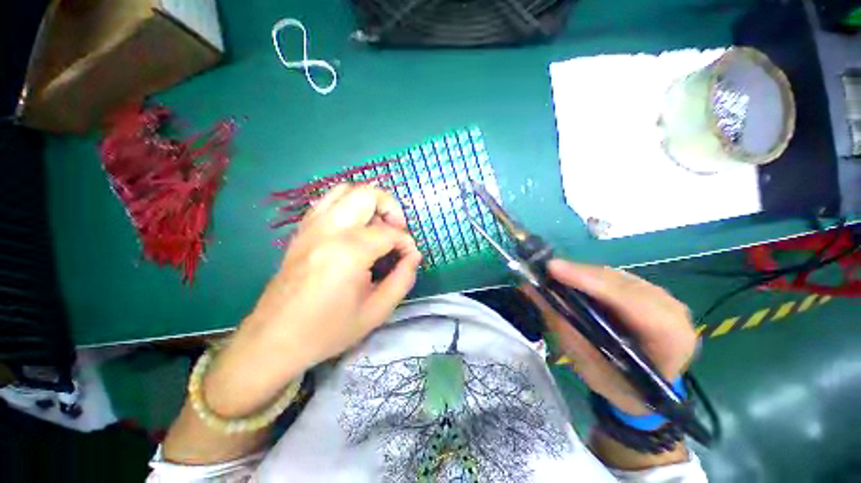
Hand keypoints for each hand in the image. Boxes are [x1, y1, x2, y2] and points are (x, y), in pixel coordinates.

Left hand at [204, 184, 421, 416]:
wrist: (274, 340)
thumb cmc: (328, 330)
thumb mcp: (376, 311)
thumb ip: (403, 279)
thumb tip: (414, 255)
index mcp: (349, 252)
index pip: (390, 232)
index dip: (406, 243)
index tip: (409, 257)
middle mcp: (329, 230)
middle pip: (368, 194)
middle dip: (391, 208)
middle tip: (397, 231)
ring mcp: (311, 226)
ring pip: (346, 190)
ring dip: (370, 202)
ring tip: (377, 225)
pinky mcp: (301, 230)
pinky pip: (328, 201)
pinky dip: (348, 205)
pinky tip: (355, 228)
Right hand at [523, 260, 696, 414]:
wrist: (652, 391)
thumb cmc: (622, 388)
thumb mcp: (591, 368)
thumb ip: (565, 330)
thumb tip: (534, 294)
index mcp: (671, 338)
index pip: (631, 301)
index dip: (590, 282)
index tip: (553, 270)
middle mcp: (671, 309)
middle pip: (620, 282)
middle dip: (579, 274)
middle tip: (544, 270)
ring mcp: (661, 297)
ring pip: (614, 276)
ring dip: (581, 274)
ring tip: (551, 275)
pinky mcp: (646, 291)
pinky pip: (613, 278)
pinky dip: (587, 278)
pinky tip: (568, 280)